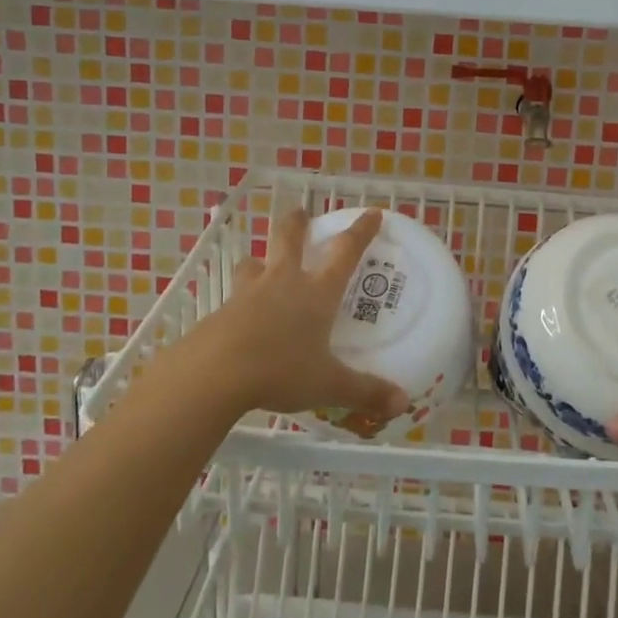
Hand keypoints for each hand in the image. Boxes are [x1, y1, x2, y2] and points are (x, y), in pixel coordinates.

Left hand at [179, 207, 409, 430]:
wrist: (214, 373)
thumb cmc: (280, 370)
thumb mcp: (328, 385)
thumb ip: (365, 392)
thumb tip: (403, 403)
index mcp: (316, 292)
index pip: (345, 252)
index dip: (361, 231)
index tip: (371, 213)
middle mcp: (283, 282)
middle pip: (288, 238)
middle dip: (297, 223)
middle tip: (301, 214)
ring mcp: (248, 293)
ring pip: (255, 263)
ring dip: (262, 259)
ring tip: (264, 265)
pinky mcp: (222, 311)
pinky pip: (235, 295)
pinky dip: (241, 297)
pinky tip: (242, 315)